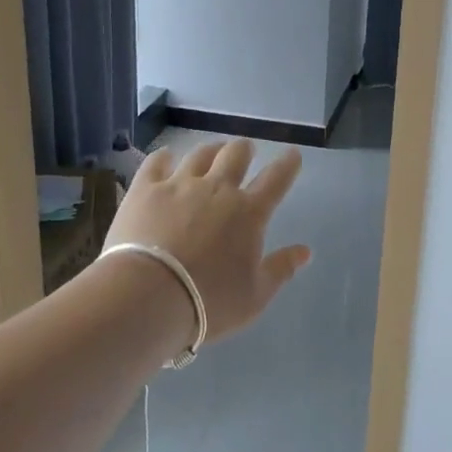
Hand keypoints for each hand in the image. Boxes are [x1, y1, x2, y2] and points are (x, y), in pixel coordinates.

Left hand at [103, 140, 311, 341]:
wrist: (147, 297)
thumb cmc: (208, 302)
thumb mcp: (255, 296)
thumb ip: (281, 269)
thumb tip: (305, 251)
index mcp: (248, 212)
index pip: (276, 179)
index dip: (288, 164)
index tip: (293, 154)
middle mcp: (217, 189)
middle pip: (236, 155)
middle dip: (245, 149)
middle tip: (246, 150)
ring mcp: (179, 185)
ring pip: (200, 154)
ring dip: (211, 150)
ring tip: (212, 151)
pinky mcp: (145, 190)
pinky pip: (157, 162)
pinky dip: (164, 157)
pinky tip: (166, 157)